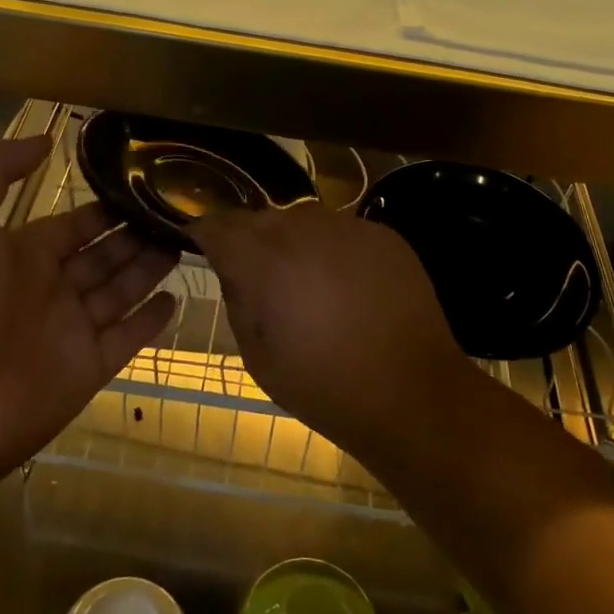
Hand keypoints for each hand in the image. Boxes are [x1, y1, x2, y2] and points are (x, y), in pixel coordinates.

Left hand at [0, 135, 178, 487]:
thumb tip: (46, 138)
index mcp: (19, 254)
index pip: (73, 226)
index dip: (104, 209)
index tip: (142, 187)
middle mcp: (48, 289)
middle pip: (103, 256)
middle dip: (136, 235)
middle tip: (178, 213)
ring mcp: (70, 331)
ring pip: (121, 291)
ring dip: (150, 268)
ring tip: (186, 242)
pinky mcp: (88, 369)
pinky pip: (127, 338)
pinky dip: (151, 320)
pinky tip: (176, 298)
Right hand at [191, 206, 470, 455]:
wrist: (411, 393)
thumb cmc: (323, 385)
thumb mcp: (257, 355)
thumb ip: (237, 298)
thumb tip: (232, 268)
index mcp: (263, 257)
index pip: (217, 225)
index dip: (204, 236)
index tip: (202, 251)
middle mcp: (303, 227)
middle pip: (261, 220)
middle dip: (252, 243)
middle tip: (261, 281)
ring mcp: (348, 226)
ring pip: (303, 223)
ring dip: (295, 246)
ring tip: (308, 285)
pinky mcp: (383, 235)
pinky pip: (343, 233)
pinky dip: (334, 252)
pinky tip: (348, 288)